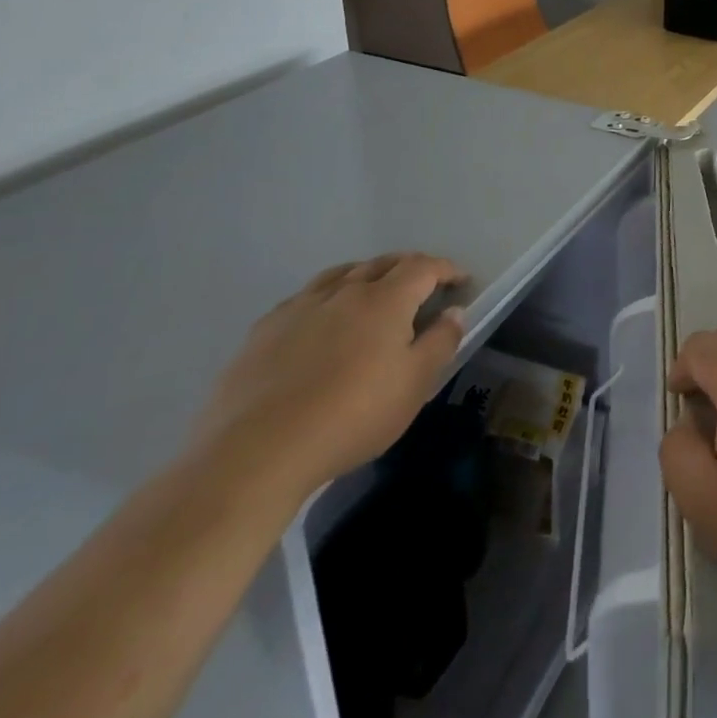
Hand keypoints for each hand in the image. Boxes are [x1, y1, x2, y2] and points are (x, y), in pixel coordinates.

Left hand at [189, 254, 468, 502]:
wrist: (256, 453)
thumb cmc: (352, 416)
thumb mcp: (415, 385)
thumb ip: (440, 342)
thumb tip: (454, 311)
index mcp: (385, 299)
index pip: (424, 267)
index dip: (446, 270)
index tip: (460, 281)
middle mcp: (344, 292)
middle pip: (382, 264)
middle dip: (408, 267)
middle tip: (422, 284)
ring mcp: (299, 308)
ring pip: (340, 275)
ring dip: (364, 275)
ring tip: (372, 291)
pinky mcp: (263, 331)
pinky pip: (303, 298)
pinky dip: (324, 298)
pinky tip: (319, 320)